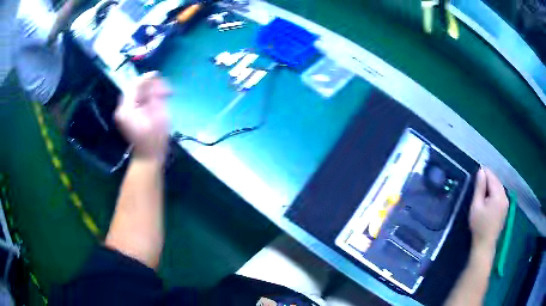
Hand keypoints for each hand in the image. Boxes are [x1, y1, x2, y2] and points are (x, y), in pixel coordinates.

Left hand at [115, 71, 170, 162]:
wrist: (148, 156)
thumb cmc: (155, 139)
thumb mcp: (159, 115)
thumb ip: (155, 96)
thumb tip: (155, 83)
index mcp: (127, 108)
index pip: (134, 86)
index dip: (145, 78)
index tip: (157, 74)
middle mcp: (123, 108)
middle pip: (134, 89)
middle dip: (149, 85)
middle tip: (163, 88)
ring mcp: (125, 112)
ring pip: (136, 94)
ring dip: (149, 90)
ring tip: (163, 93)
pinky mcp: (128, 115)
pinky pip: (137, 101)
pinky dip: (146, 97)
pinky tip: (157, 99)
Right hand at [469, 168, 508, 250]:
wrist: (485, 246)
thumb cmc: (479, 226)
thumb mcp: (476, 206)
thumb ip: (479, 187)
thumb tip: (481, 171)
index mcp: (498, 194)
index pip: (491, 176)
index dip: (483, 174)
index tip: (474, 180)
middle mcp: (505, 196)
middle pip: (496, 181)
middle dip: (487, 181)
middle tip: (477, 189)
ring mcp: (506, 203)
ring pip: (498, 187)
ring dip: (490, 188)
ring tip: (481, 196)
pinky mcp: (505, 209)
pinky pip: (500, 195)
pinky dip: (493, 194)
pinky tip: (487, 202)